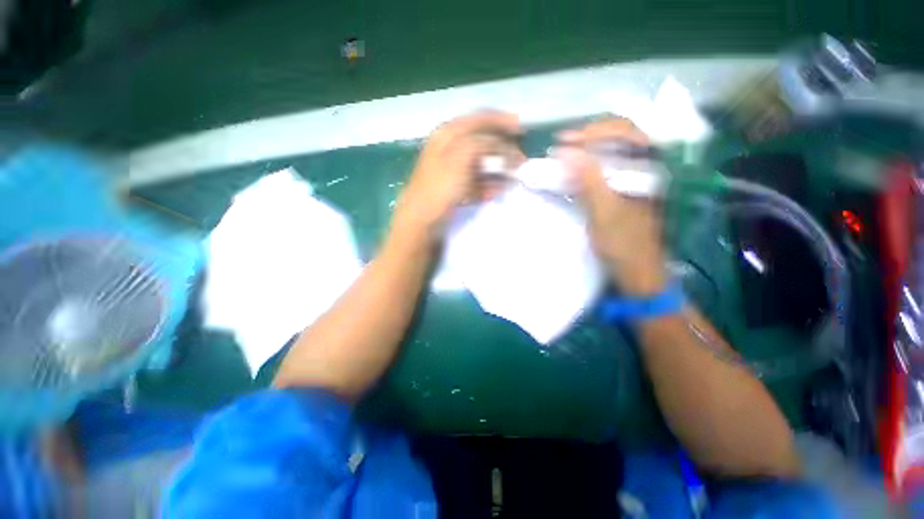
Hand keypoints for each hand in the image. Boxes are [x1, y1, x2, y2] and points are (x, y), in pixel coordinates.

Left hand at [390, 111, 520, 245]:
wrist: (423, 219)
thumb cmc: (440, 186)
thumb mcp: (461, 157)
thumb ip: (482, 143)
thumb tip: (501, 145)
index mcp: (448, 134)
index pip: (478, 118)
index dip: (500, 120)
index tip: (521, 129)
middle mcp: (450, 148)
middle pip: (482, 142)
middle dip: (503, 149)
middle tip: (520, 159)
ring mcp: (453, 169)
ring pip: (481, 163)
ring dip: (498, 169)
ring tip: (513, 177)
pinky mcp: (455, 187)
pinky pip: (476, 181)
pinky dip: (488, 184)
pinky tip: (497, 191)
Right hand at [556, 118, 666, 295]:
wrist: (637, 273)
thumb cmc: (624, 244)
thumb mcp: (604, 212)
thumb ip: (588, 180)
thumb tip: (565, 152)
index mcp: (656, 168)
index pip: (629, 132)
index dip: (595, 132)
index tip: (564, 141)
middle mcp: (651, 166)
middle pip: (622, 135)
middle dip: (590, 136)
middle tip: (562, 143)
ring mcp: (639, 177)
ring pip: (615, 150)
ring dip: (589, 148)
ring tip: (565, 151)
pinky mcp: (627, 189)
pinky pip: (609, 166)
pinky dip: (590, 165)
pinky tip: (575, 168)